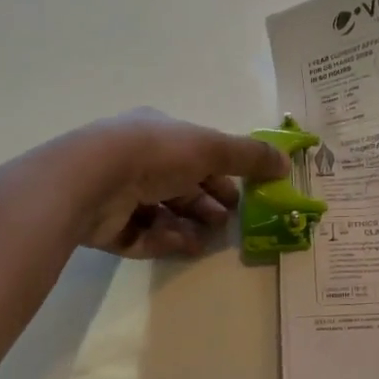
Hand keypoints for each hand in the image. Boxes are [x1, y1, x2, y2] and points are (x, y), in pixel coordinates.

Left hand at [64, 109, 288, 259]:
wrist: (92, 179)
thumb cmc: (156, 153)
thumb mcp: (212, 147)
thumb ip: (250, 155)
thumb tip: (286, 163)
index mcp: (157, 132)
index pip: (195, 153)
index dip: (221, 173)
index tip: (242, 195)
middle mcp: (135, 158)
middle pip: (179, 184)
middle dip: (206, 203)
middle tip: (227, 221)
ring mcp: (115, 191)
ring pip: (161, 212)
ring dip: (188, 224)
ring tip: (207, 240)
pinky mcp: (104, 224)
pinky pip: (141, 234)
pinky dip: (164, 239)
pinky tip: (183, 246)